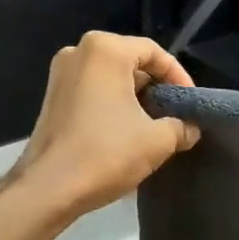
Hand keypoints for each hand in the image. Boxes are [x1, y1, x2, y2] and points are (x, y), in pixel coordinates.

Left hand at [10, 32, 200, 219]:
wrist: (48, 189)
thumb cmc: (105, 153)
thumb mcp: (157, 141)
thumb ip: (182, 127)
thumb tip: (191, 128)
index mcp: (105, 50)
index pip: (154, 52)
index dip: (178, 77)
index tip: (190, 104)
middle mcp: (78, 52)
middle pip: (131, 61)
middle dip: (156, 87)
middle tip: (175, 114)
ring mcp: (60, 74)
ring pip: (111, 77)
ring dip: (135, 98)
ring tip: (154, 126)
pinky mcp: (52, 97)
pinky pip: (93, 90)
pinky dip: (113, 104)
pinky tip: (126, 131)